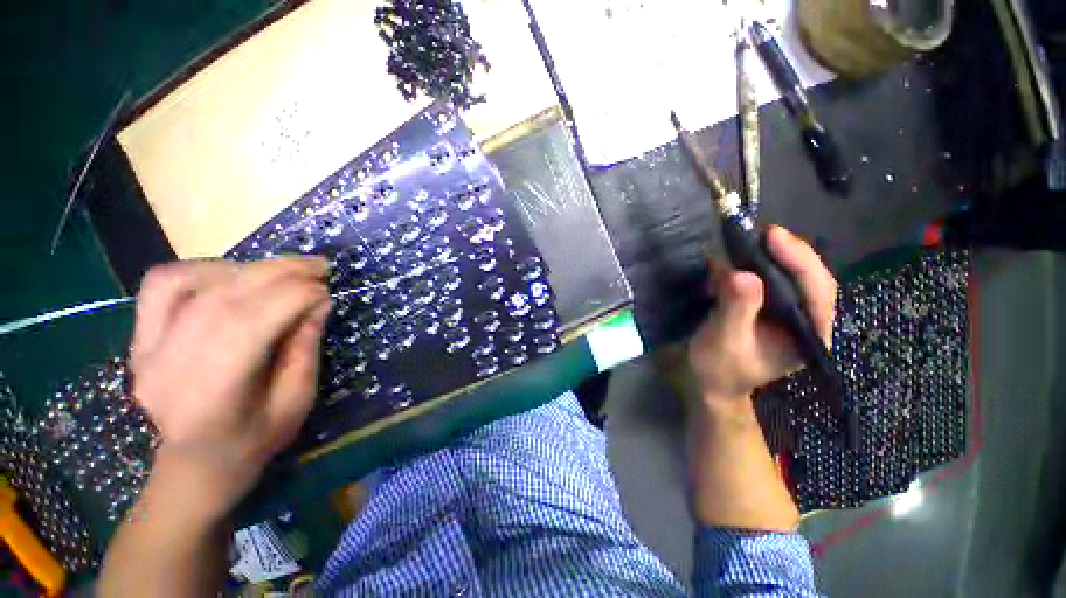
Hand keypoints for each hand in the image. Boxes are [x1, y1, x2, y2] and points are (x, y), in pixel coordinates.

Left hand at [129, 257, 330, 519]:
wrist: (196, 463)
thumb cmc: (255, 439)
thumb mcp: (297, 400)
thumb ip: (305, 347)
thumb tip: (318, 301)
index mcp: (212, 394)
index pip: (250, 323)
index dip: (295, 296)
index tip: (327, 291)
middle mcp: (168, 365)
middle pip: (223, 297)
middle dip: (280, 273)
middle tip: (317, 266)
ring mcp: (145, 348)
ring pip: (193, 282)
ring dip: (248, 268)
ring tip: (283, 272)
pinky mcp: (140, 337)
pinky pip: (164, 284)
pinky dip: (205, 270)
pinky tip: (235, 276)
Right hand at [687, 226, 835, 404]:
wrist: (708, 380)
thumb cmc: (718, 368)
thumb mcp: (723, 340)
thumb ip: (736, 309)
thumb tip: (741, 273)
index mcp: (811, 336)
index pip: (818, 291)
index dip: (799, 260)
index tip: (772, 236)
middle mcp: (808, 320)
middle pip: (808, 277)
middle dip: (784, 253)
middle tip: (756, 233)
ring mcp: (789, 312)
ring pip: (789, 274)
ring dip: (766, 256)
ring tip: (742, 242)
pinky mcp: (770, 305)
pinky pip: (768, 277)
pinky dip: (750, 264)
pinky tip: (732, 258)